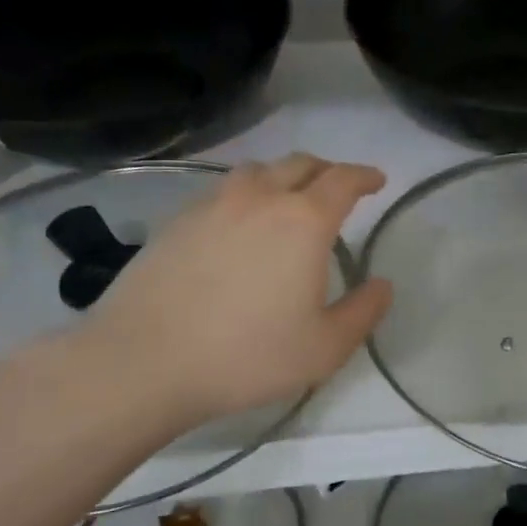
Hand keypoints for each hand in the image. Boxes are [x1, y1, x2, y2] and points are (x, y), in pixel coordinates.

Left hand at [67, 154, 391, 430]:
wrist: (144, 361)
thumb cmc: (247, 356)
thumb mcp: (325, 347)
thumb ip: (363, 312)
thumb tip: (382, 285)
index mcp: (303, 221)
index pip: (342, 180)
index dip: (364, 176)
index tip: (376, 181)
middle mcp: (259, 199)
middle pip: (299, 164)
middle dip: (326, 171)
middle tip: (338, 188)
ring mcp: (212, 205)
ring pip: (256, 171)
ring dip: (282, 177)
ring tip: (288, 200)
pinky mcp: (176, 221)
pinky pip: (222, 192)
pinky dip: (245, 196)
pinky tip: (240, 226)